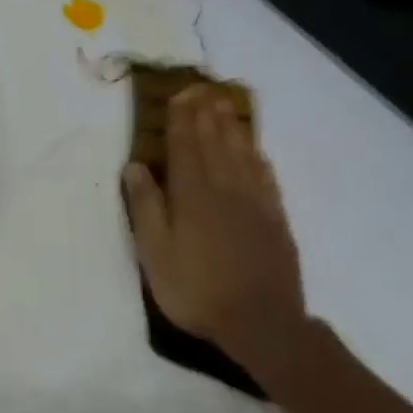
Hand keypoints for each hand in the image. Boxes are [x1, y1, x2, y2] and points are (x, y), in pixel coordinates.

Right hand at [123, 86, 312, 379]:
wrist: (261, 323)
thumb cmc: (196, 290)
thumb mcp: (155, 254)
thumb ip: (146, 208)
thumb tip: (135, 167)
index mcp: (192, 197)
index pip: (185, 148)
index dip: (181, 120)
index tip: (179, 95)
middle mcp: (225, 190)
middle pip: (215, 144)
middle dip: (206, 115)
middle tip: (202, 89)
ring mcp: (255, 204)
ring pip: (242, 155)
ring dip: (232, 128)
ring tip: (225, 105)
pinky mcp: (276, 220)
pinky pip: (266, 178)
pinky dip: (258, 157)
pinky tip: (255, 150)